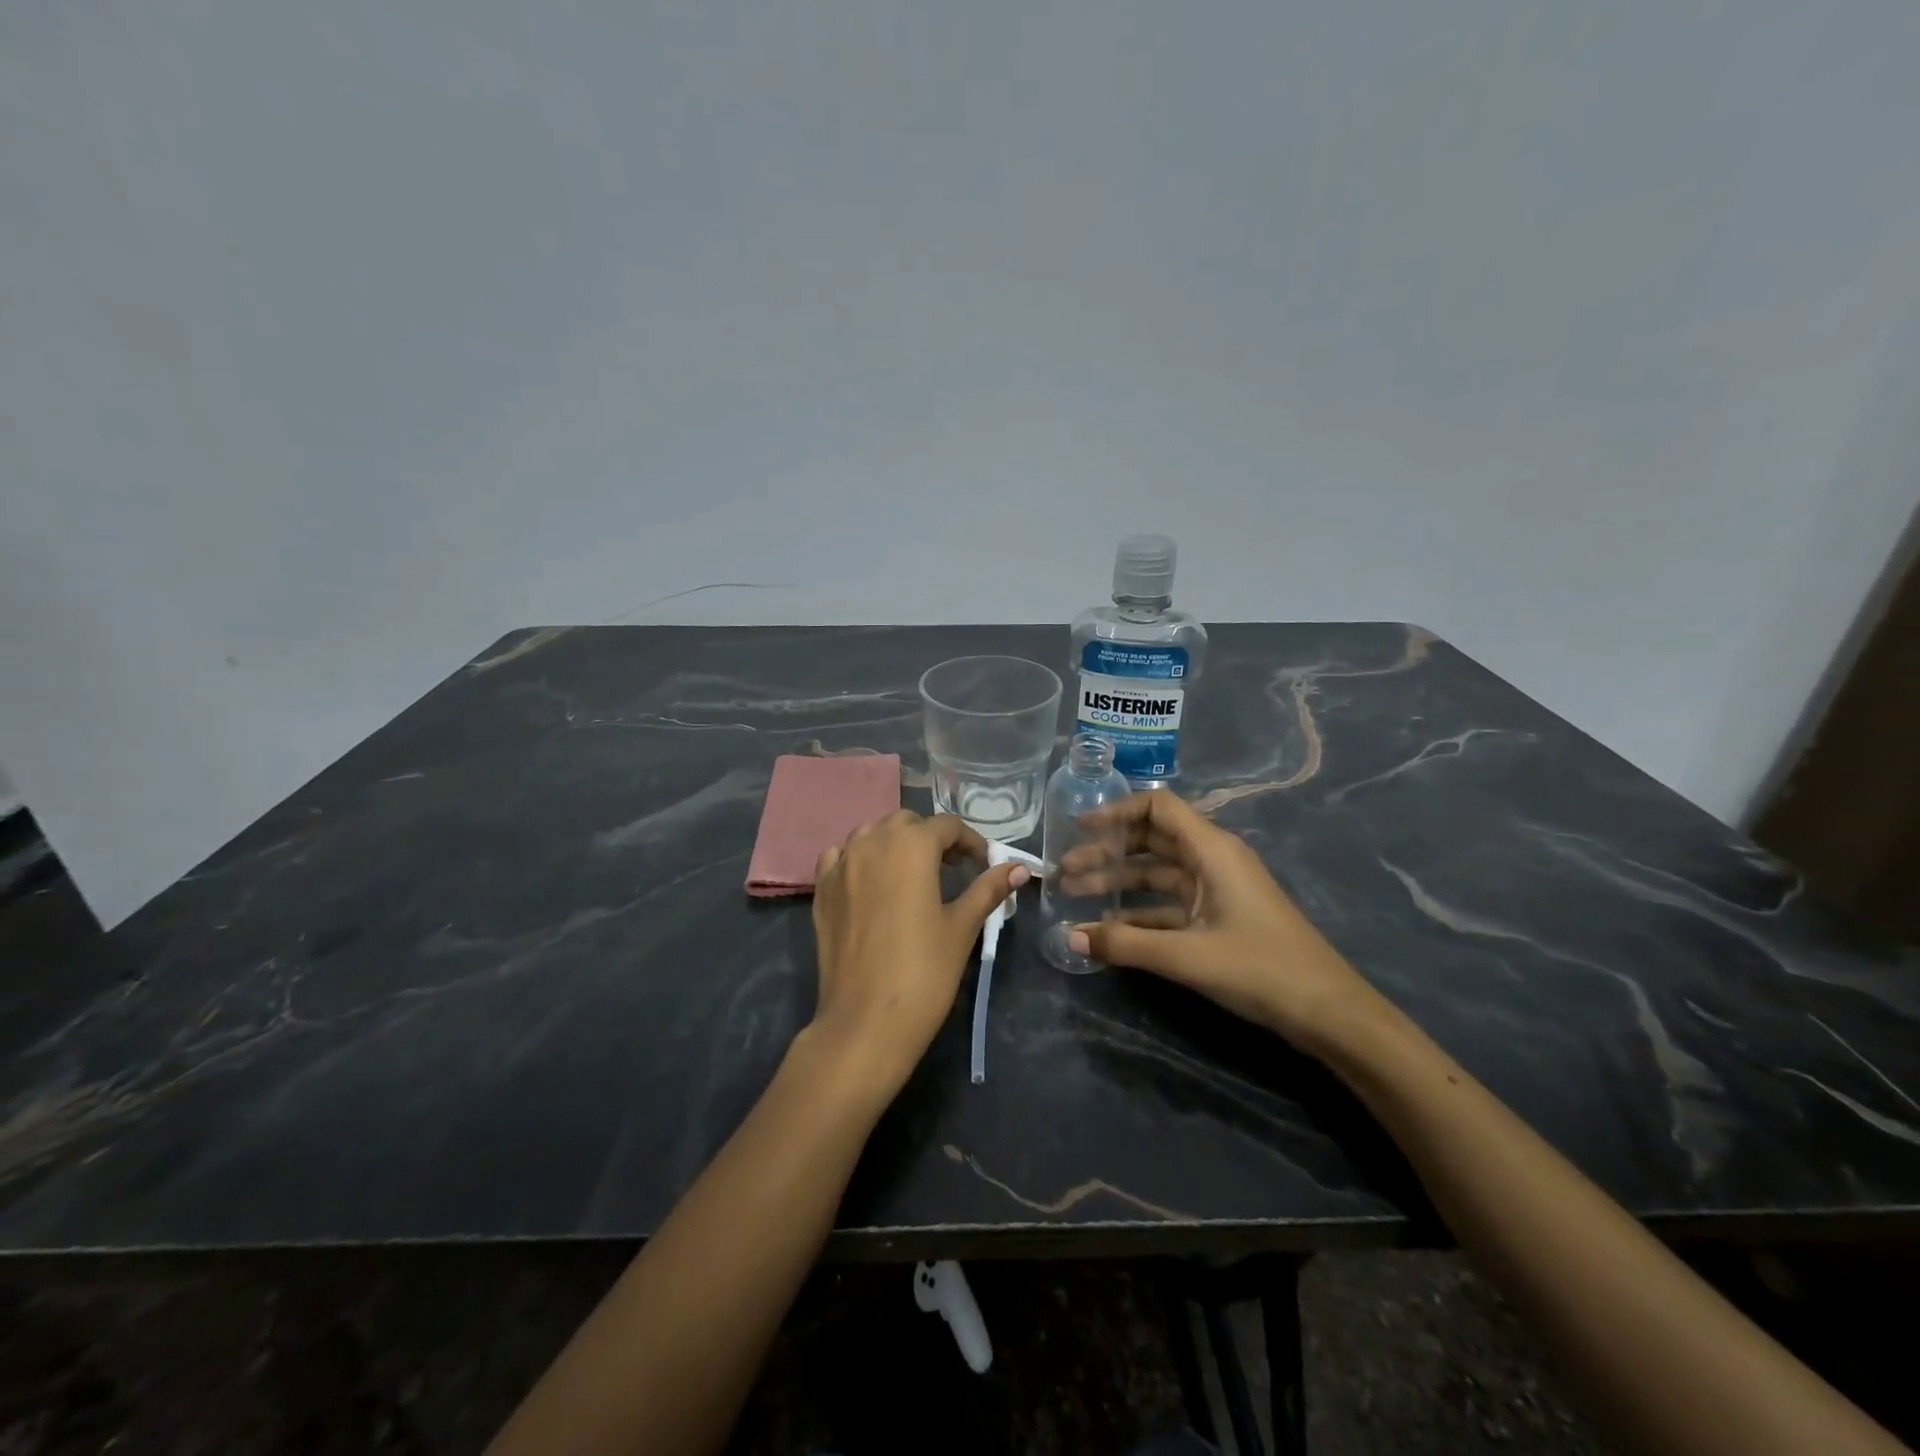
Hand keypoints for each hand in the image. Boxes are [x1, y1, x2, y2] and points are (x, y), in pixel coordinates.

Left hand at [808, 811, 1029, 1095]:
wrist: (865, 1021)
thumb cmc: (924, 972)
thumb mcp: (962, 927)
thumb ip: (988, 889)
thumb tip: (1020, 868)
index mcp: (911, 846)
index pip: (946, 826)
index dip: (970, 841)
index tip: (983, 864)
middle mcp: (872, 843)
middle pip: (906, 823)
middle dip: (931, 838)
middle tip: (951, 869)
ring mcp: (840, 865)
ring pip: (870, 834)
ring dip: (894, 843)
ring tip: (912, 873)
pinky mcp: (821, 890)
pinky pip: (839, 856)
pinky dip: (858, 858)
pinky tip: (870, 883)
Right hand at [1062, 790, 1380, 1051]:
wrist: (1328, 1012)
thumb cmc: (1260, 968)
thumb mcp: (1187, 956)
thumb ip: (1125, 943)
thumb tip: (1068, 938)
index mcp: (1211, 850)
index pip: (1158, 808)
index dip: (1117, 811)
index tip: (1080, 827)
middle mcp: (1212, 860)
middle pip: (1151, 840)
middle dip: (1107, 852)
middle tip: (1065, 871)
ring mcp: (1217, 890)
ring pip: (1157, 874)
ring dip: (1118, 882)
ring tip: (1074, 896)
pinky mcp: (1219, 918)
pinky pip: (1169, 904)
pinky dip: (1139, 911)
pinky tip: (1109, 926)